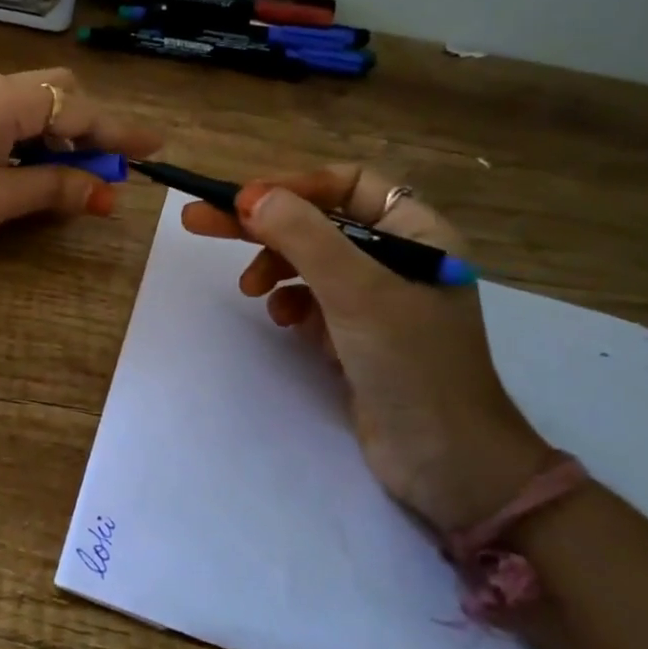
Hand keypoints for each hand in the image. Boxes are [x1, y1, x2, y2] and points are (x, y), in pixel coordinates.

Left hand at [0, 69, 162, 243]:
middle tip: (101, 171)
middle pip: (61, 94)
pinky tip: (26, 171)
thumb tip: (98, 189)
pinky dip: (31, 141)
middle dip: (89, 129)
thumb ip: (51, 188)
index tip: (156, 146)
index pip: (83, 112)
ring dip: (60, 138)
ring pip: (34, 107)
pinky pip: (8, 119)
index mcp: (11, 101)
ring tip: (69, 181)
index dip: (121, 133)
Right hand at [182, 166, 549, 534]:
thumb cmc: (411, 364)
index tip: (243, 201)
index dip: (295, 186)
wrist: (445, 464)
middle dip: (265, 225)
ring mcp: (378, 298)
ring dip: (275, 267)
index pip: (348, 184)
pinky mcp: (359, 335)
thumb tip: (250, 196)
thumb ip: (304, 237)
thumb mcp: (355, 292)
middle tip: (201, 222)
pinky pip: (313, 300)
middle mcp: (399, 258)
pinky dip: (291, 303)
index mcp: (418, 233)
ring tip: (250, 289)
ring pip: (310, 261)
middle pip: (320, 222)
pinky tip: (283, 321)